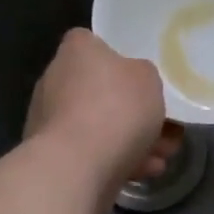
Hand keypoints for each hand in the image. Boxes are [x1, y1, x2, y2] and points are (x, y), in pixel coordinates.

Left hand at [25, 29, 181, 208]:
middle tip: (163, 125)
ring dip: (130, 139)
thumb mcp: (149, 78)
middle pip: (97, 88)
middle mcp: (55, 79)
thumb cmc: (115, 107)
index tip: (137, 75)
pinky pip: (90, 151)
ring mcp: (50, 119)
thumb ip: (142, 74)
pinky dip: (116, 159)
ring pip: (98, 124)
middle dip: (131, 109)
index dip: (114, 56)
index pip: (89, 42)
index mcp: (75, 51)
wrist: (76, 166)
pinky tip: (145, 171)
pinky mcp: (52, 155)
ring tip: (163, 155)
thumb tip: (132, 81)